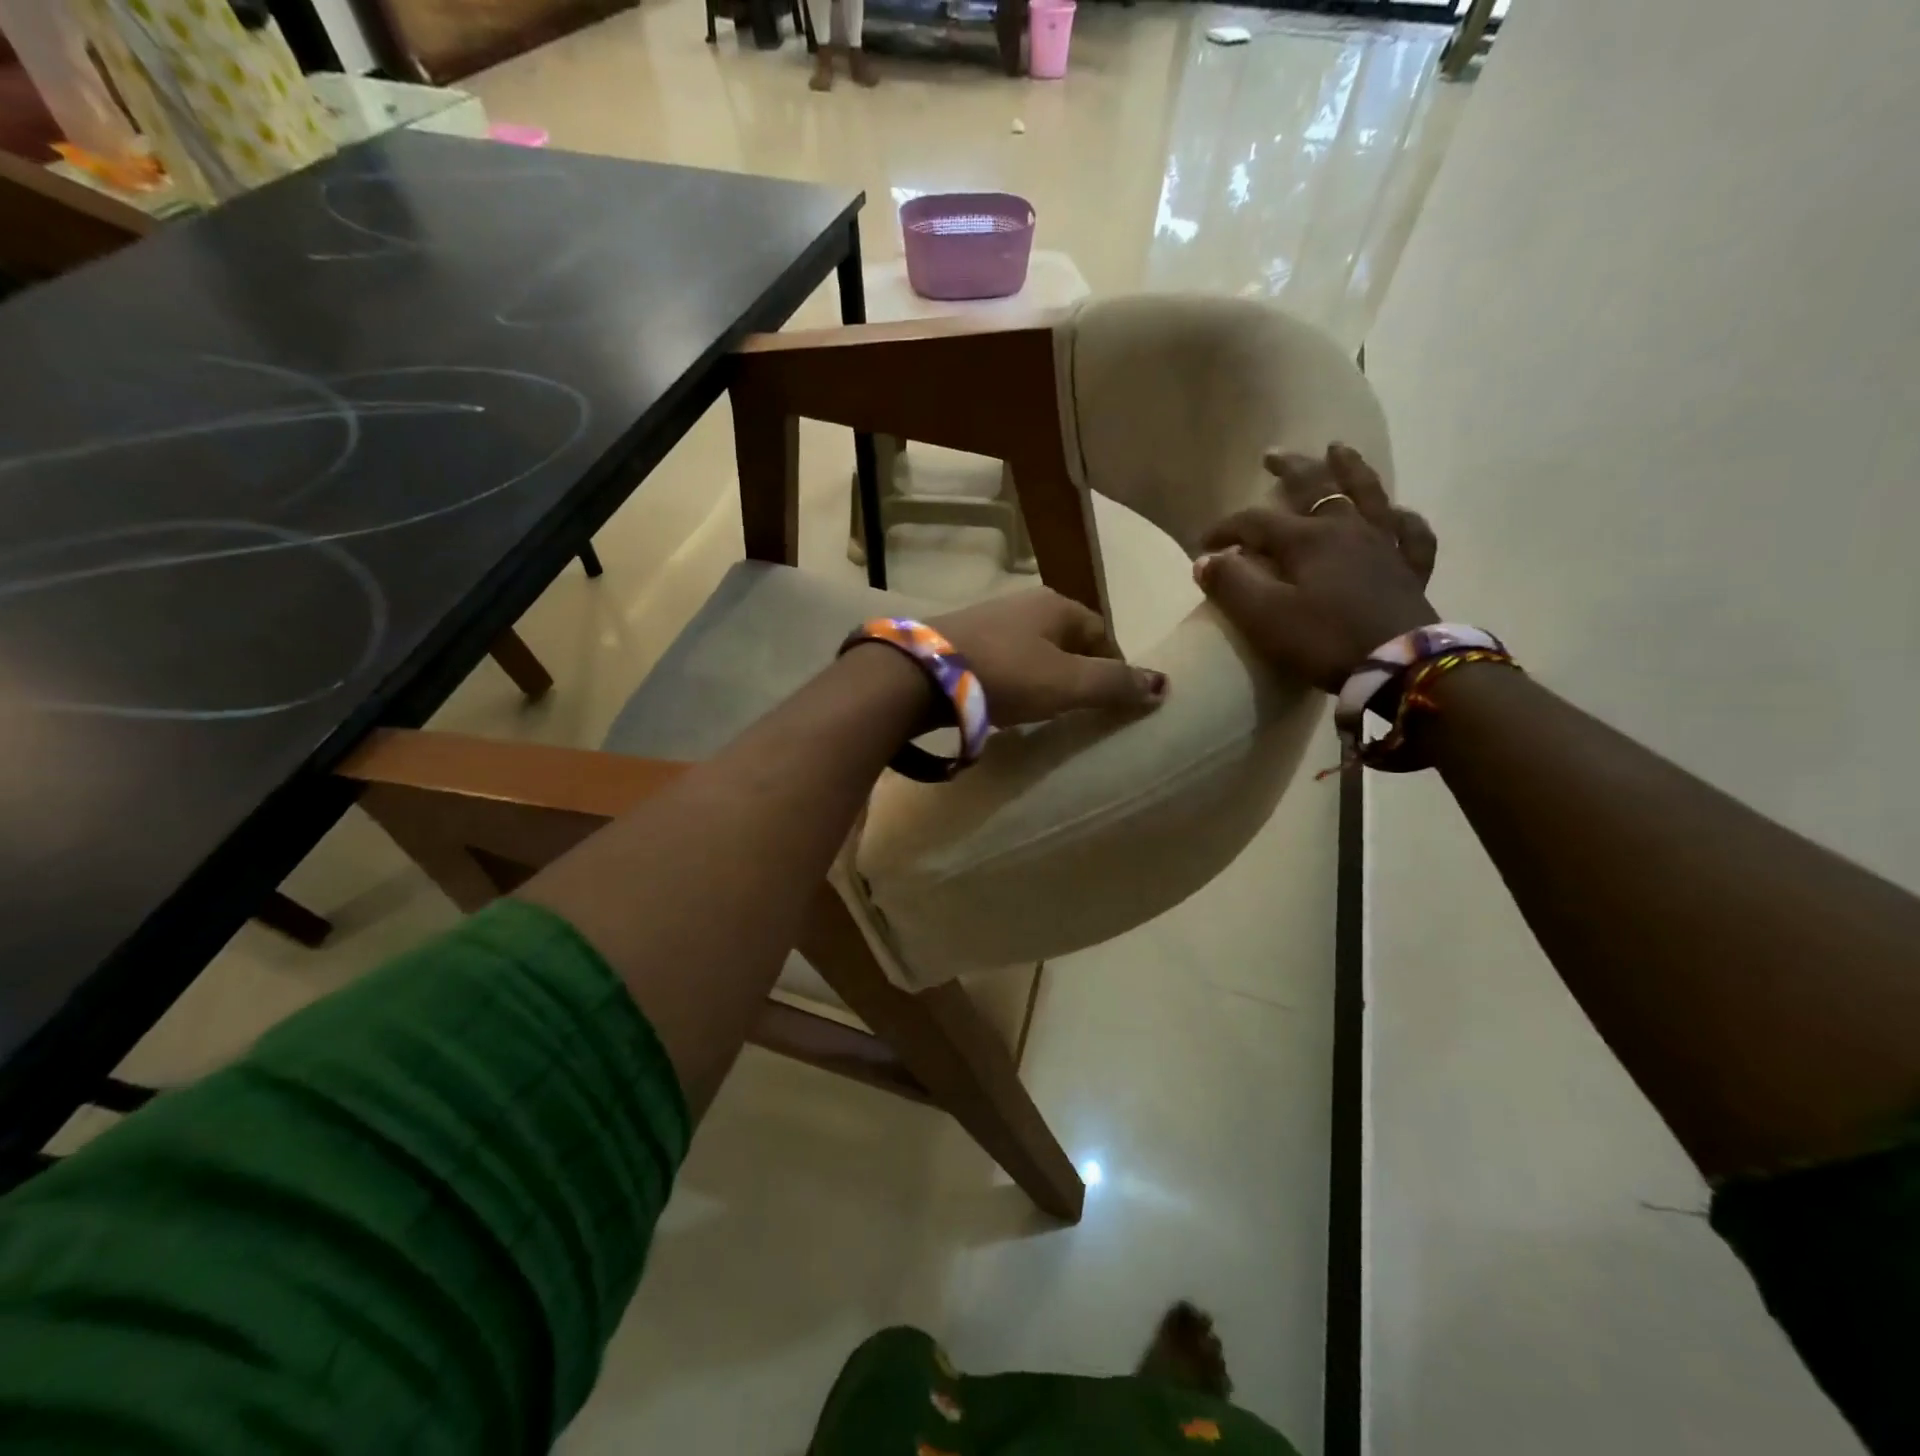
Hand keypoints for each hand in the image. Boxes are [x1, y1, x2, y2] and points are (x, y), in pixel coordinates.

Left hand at [929, 589, 1167, 726]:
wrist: (921, 674)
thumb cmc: (1005, 674)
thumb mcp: (1067, 683)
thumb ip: (1114, 684)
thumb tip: (1164, 684)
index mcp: (1057, 605)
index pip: (1101, 632)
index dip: (1114, 665)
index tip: (1115, 700)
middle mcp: (1025, 604)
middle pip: (1067, 640)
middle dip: (1079, 671)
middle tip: (1082, 708)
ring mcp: (989, 619)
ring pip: (1033, 650)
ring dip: (1044, 676)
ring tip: (1046, 710)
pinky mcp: (961, 641)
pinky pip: (1003, 660)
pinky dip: (1014, 680)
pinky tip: (1007, 703)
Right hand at [1194, 443, 1438, 690]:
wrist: (1400, 666)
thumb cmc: (1324, 640)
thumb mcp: (1264, 616)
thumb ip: (1231, 584)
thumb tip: (1206, 560)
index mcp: (1308, 539)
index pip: (1256, 522)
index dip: (1226, 529)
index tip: (1203, 545)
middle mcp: (1347, 530)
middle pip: (1317, 488)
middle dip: (1291, 470)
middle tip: (1273, 455)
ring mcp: (1384, 546)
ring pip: (1368, 495)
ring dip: (1350, 469)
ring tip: (1338, 449)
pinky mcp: (1410, 570)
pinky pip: (1410, 533)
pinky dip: (1402, 519)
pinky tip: (1398, 513)